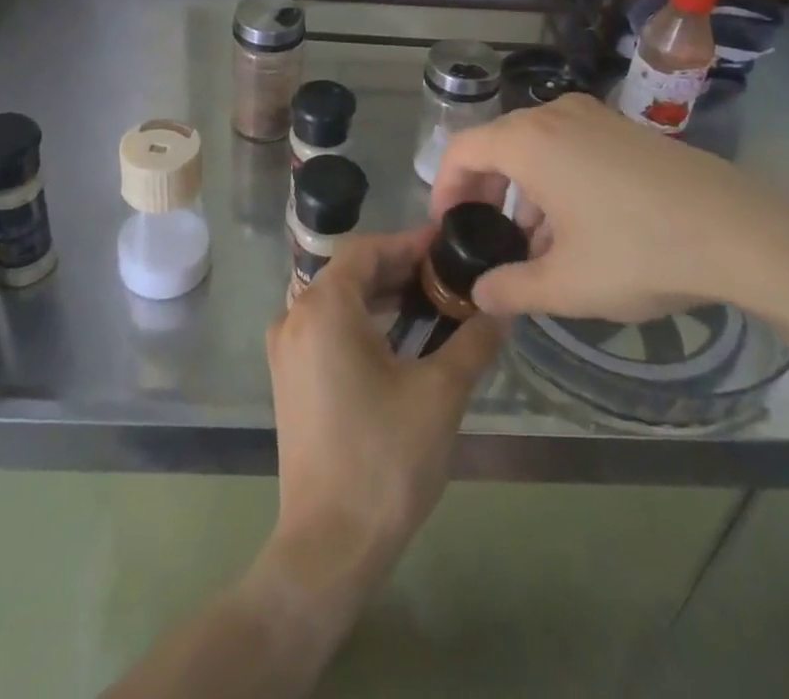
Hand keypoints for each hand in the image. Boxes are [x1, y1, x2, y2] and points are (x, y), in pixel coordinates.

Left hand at [260, 229, 504, 611]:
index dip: (409, 242)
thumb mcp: (440, 393)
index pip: (367, 249)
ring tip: (430, 301)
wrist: (329, 545)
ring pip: (337, 300)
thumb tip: (502, 309)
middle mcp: (295, 316)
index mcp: (324, 307)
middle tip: (447, 275)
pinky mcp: (289, 378)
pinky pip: (326, 328)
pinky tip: (398, 338)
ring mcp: (286, 349)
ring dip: (381, 295)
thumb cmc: (385, 458)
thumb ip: (473, 341)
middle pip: (350, 272)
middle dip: (399, 269)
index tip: (448, 245)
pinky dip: (362, 321)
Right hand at [428, 93, 788, 323]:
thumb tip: (480, 294)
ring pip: (535, 146)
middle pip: (497, 144)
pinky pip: (570, 145)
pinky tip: (579, 227)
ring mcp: (595, 117)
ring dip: (523, 190)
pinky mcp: (626, 129)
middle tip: (487, 236)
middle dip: (484, 191)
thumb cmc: (639, 251)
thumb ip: (510, 289)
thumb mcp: (566, 285)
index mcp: (528, 142)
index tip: (448, 227)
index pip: (462, 150)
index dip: (445, 188)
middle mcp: (555, 116)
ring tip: (536, 244)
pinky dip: (556, 179)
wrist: (741, 232)